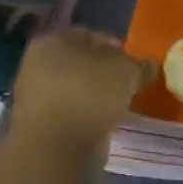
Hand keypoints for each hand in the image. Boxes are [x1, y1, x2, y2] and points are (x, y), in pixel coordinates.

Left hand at [9, 28, 148, 150]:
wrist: (56, 148)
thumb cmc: (89, 94)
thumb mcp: (126, 71)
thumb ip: (139, 65)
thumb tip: (148, 66)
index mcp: (52, 41)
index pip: (89, 35)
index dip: (115, 46)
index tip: (134, 63)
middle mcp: (36, 64)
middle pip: (80, 64)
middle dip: (104, 73)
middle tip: (129, 85)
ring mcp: (35, 96)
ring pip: (75, 89)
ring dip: (96, 96)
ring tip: (119, 107)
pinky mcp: (39, 125)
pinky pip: (71, 113)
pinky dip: (87, 116)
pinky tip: (105, 123)